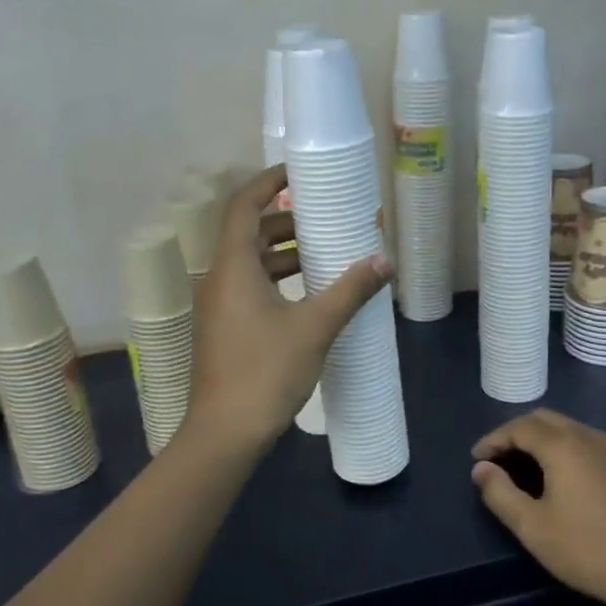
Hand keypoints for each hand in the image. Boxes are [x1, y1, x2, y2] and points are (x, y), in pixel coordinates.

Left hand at [186, 165, 391, 449]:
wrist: (226, 433)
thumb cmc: (266, 372)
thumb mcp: (315, 327)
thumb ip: (350, 290)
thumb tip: (386, 261)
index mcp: (233, 267)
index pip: (244, 206)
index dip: (269, 182)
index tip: (299, 172)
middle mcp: (219, 279)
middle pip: (250, 233)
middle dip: (287, 220)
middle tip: (326, 218)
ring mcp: (219, 307)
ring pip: (251, 263)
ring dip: (285, 253)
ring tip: (326, 253)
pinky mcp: (225, 330)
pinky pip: (251, 288)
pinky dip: (279, 280)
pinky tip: (310, 294)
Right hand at [470, 409, 605, 605]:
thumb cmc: (589, 550)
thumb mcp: (533, 528)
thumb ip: (500, 493)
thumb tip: (481, 469)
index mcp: (563, 445)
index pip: (519, 427)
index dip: (493, 439)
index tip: (476, 459)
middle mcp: (588, 436)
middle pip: (544, 419)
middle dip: (515, 433)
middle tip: (497, 458)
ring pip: (568, 428)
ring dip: (540, 439)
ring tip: (523, 467)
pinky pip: (586, 443)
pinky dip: (563, 448)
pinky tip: (560, 478)